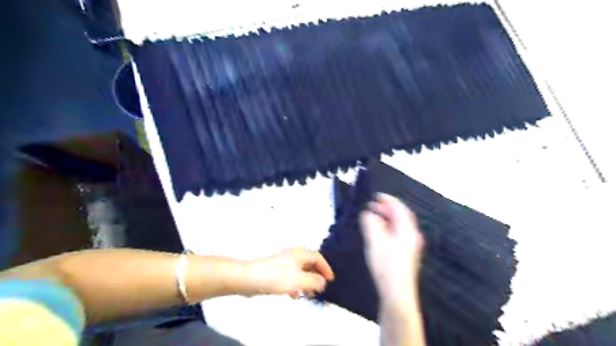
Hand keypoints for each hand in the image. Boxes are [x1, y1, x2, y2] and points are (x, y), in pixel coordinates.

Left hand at [246, 249, 334, 297]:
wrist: (250, 277)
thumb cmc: (276, 277)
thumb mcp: (299, 280)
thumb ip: (314, 281)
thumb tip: (323, 281)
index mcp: (300, 254)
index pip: (318, 257)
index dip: (326, 268)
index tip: (330, 279)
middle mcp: (293, 255)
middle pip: (309, 263)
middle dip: (316, 276)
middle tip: (321, 287)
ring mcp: (284, 262)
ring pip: (300, 271)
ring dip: (307, 281)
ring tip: (309, 294)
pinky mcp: (276, 270)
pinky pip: (291, 276)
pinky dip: (296, 284)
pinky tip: (294, 295)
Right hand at [362, 194, 423, 303]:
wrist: (397, 293)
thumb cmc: (386, 266)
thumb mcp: (375, 242)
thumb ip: (371, 224)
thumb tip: (367, 213)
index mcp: (407, 230)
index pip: (400, 209)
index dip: (388, 200)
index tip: (376, 196)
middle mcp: (412, 235)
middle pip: (400, 216)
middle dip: (386, 208)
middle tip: (372, 205)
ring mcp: (410, 245)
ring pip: (399, 225)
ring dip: (386, 218)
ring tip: (373, 216)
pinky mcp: (406, 252)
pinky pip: (398, 233)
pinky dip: (388, 227)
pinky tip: (378, 231)